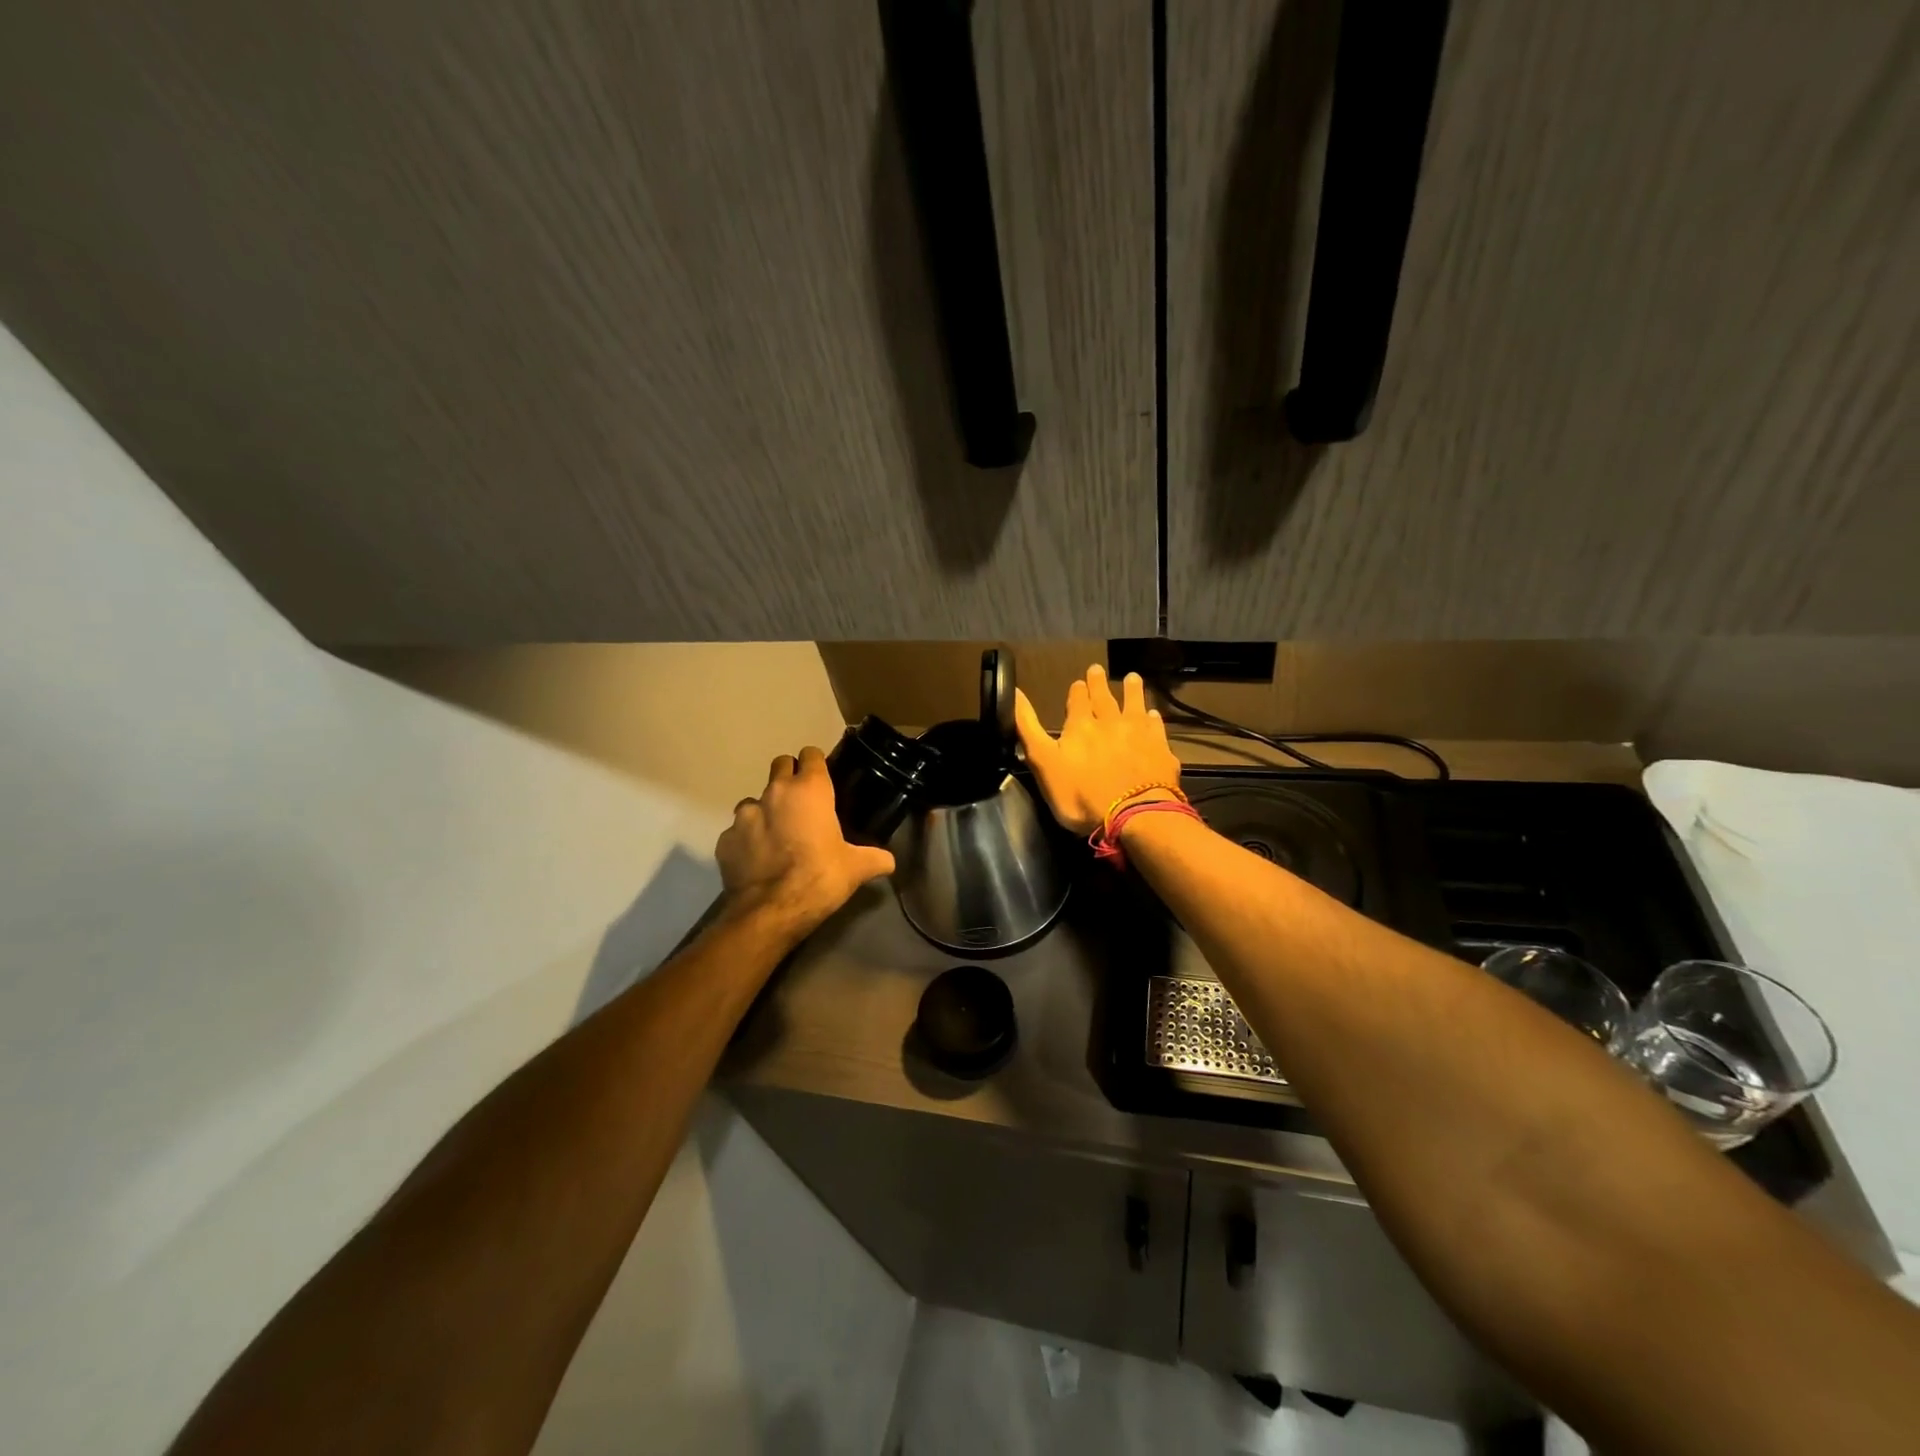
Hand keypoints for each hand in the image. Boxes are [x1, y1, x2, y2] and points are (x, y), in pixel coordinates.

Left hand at [715, 746, 895, 934]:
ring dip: (766, 811)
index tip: (823, 778)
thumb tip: (890, 862)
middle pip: (780, 765)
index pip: (811, 755)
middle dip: (789, 777)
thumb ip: (875, 859)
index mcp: (809, 790)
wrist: (772, 911)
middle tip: (802, 802)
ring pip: (754, 800)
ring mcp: (745, 815)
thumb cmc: (820, 877)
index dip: (817, 763)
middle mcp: (775, 792)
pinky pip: (737, 832)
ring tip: (777, 835)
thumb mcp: (856, 868)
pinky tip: (758, 859)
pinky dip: (747, 840)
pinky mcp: (725, 839)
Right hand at [1014, 665, 1182, 836]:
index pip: (1077, 701)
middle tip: (1099, 669)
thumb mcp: (1043, 763)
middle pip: (1104, 698)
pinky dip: (1154, 718)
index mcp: (1080, 726)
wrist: (1134, 815)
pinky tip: (1154, 714)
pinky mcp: (1160, 750)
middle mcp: (1110, 722)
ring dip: (1132, 691)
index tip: (1078, 681)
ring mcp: (1139, 735)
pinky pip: (1156, 728)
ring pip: (1135, 705)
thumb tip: (1015, 691)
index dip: (1077, 690)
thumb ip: (1028, 727)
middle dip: (1099, 684)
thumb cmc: (1081, 795)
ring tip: (1133, 677)